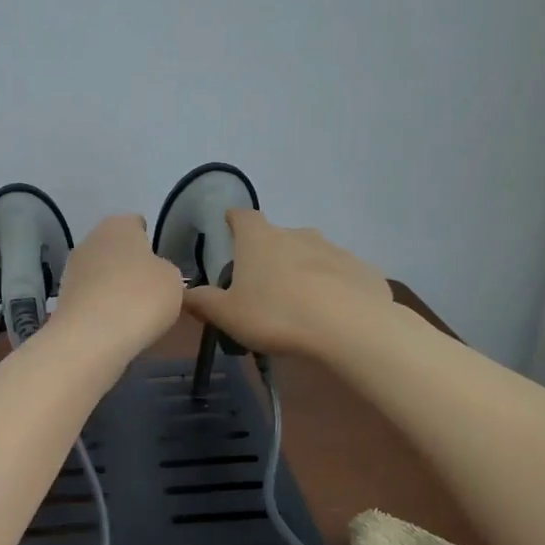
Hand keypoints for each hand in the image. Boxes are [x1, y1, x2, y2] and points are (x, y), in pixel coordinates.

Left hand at [51, 214, 183, 360]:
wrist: (91, 338)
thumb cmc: (140, 298)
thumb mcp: (173, 280)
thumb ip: (165, 270)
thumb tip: (153, 274)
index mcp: (119, 225)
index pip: (137, 224)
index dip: (150, 242)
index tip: (160, 265)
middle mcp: (91, 239)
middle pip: (116, 248)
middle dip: (130, 265)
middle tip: (150, 290)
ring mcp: (72, 268)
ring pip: (101, 272)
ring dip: (114, 286)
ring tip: (134, 312)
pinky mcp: (63, 297)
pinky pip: (91, 296)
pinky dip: (101, 306)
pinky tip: (115, 324)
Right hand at [182, 209, 391, 355]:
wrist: (350, 327)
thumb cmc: (276, 315)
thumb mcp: (228, 315)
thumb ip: (203, 302)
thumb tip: (182, 293)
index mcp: (259, 239)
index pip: (242, 217)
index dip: (234, 220)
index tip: (229, 225)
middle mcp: (297, 234)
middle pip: (278, 237)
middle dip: (269, 254)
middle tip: (262, 284)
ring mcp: (334, 249)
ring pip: (311, 256)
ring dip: (303, 272)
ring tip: (298, 303)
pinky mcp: (362, 270)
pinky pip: (340, 276)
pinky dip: (333, 289)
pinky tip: (331, 314)